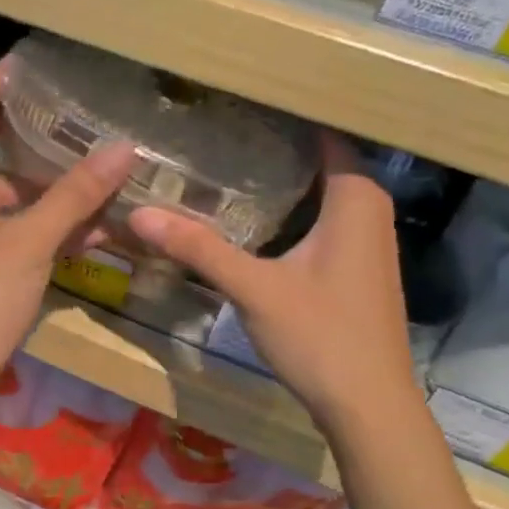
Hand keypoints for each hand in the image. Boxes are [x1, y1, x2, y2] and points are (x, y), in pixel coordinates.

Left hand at [0, 60, 134, 444]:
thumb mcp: (27, 242)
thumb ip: (75, 195)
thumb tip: (123, 147)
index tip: (30, 68)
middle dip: (30, 139)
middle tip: (75, 120)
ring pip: (6, 200)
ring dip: (50, 194)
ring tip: (103, 181)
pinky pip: (12, 236)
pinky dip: (45, 232)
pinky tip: (93, 237)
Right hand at [129, 132, 417, 426]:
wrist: (368, 406)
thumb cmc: (321, 336)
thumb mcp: (253, 288)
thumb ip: (198, 248)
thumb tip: (139, 213)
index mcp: (355, 199)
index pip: (325, 134)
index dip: (285, 117)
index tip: (238, 103)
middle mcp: (369, 211)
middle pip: (320, 163)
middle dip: (274, 148)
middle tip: (217, 132)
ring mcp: (366, 244)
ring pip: (320, 196)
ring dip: (281, 184)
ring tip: (224, 166)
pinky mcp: (355, 271)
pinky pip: (322, 223)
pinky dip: (290, 214)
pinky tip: (251, 222)